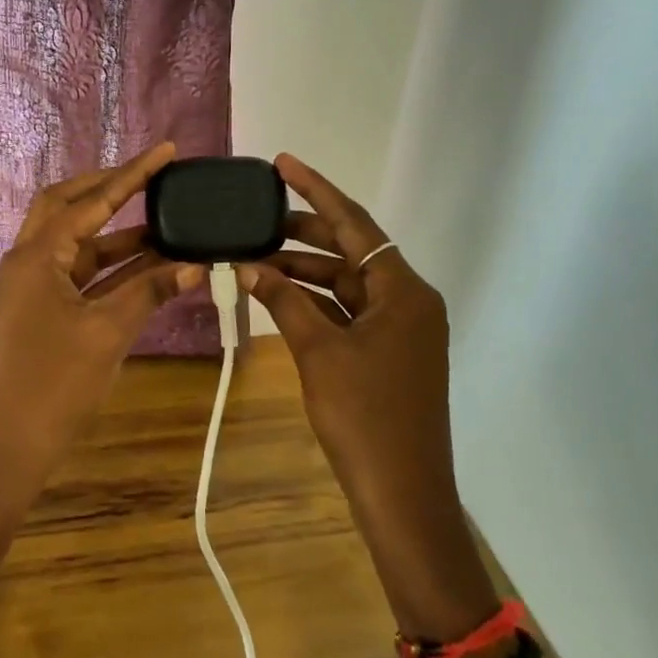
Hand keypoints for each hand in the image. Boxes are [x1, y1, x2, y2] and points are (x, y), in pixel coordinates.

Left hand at [0, 142, 201, 496]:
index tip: (164, 152)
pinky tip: (147, 267)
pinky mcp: (38, 312)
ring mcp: (30, 288)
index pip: (90, 201)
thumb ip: (150, 291)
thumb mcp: (108, 333)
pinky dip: (110, 268)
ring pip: (76, 245)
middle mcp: (27, 262)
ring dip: (117, 235)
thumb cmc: (54, 385)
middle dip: (109, 189)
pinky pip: (77, 276)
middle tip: (151, 178)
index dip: (131, 175)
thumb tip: (195, 264)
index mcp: (36, 257)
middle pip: (68, 207)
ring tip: (165, 225)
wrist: (7, 448)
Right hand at [240, 154, 494, 635]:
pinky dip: (316, 302)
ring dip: (305, 270)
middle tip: (257, 218)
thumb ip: (284, 301)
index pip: (356, 223)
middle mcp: (409, 300)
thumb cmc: (364, 418)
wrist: (402, 494)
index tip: (282, 163)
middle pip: (352, 250)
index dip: (316, 189)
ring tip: (256, 258)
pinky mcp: (390, 352)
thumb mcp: (318, 352)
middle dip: (304, 232)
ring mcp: (402, 328)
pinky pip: (349, 311)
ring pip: (347, 282)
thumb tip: (248, 265)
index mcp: (404, 290)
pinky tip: (279, 295)